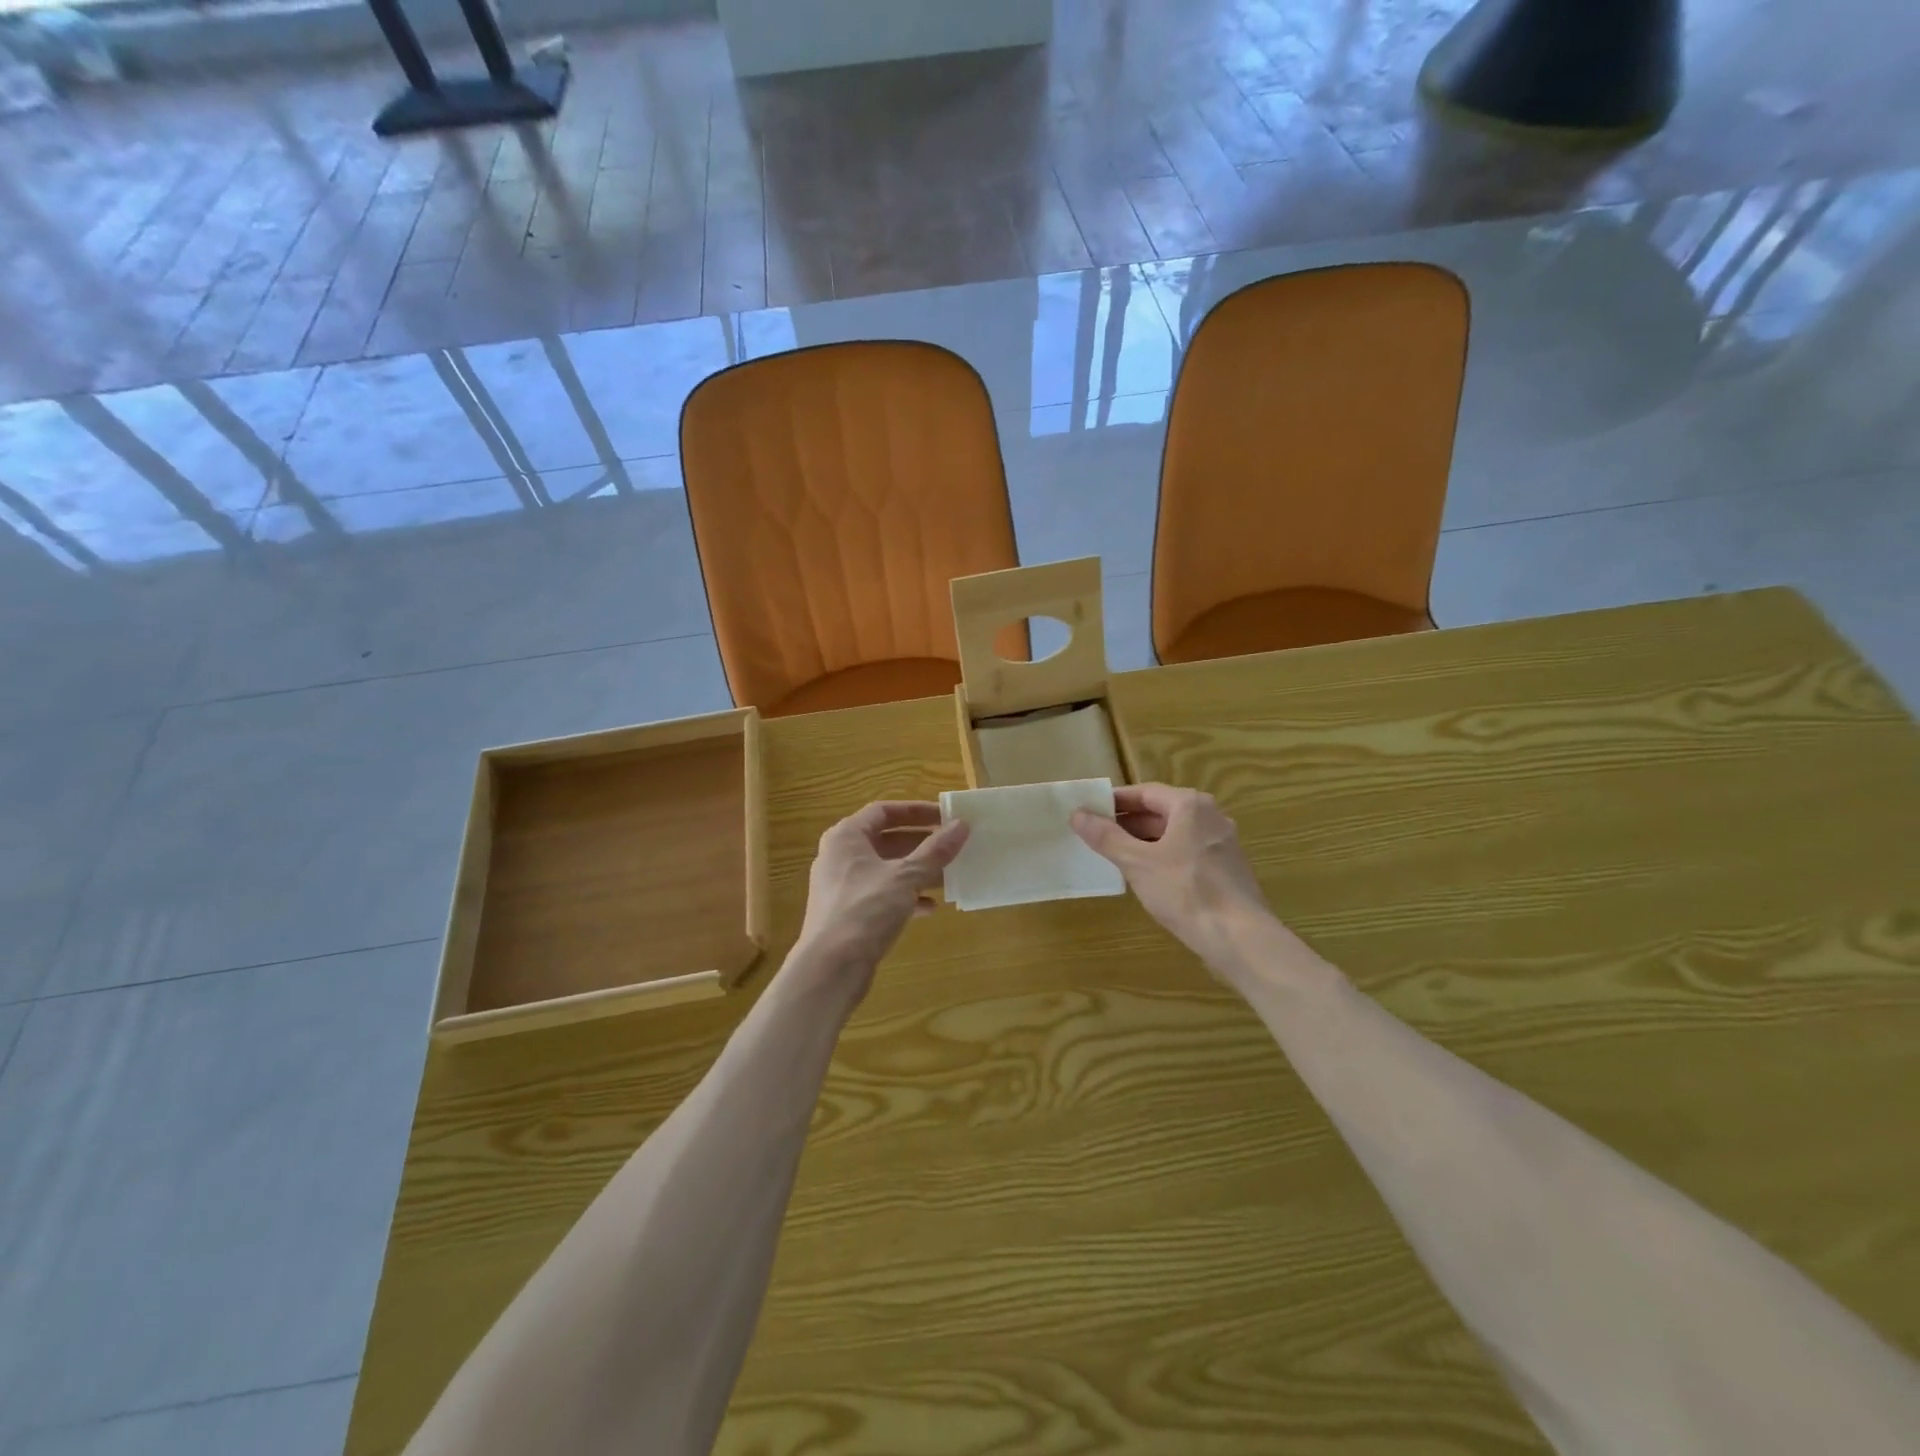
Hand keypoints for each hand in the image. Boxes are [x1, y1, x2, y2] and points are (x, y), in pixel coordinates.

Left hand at [793, 802, 968, 997]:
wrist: (830, 969)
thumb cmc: (865, 910)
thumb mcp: (905, 877)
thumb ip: (935, 851)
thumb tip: (962, 825)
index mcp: (846, 837)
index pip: (884, 811)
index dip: (916, 811)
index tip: (946, 817)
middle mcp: (841, 856)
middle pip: (886, 839)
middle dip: (921, 843)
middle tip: (953, 845)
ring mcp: (843, 886)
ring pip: (887, 869)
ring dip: (917, 871)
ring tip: (949, 875)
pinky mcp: (850, 913)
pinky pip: (882, 895)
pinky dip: (906, 897)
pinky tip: (930, 908)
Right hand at [1072, 783, 1273, 969]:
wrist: (1240, 938)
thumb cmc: (1186, 891)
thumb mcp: (1137, 863)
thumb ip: (1106, 837)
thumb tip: (1077, 814)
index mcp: (1190, 805)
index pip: (1144, 792)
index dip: (1115, 801)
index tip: (1089, 811)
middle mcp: (1210, 816)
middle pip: (1161, 811)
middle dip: (1128, 823)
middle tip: (1095, 834)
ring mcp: (1222, 843)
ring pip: (1174, 834)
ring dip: (1144, 842)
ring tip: (1114, 856)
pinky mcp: (1226, 869)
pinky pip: (1187, 853)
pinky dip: (1163, 857)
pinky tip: (1146, 877)